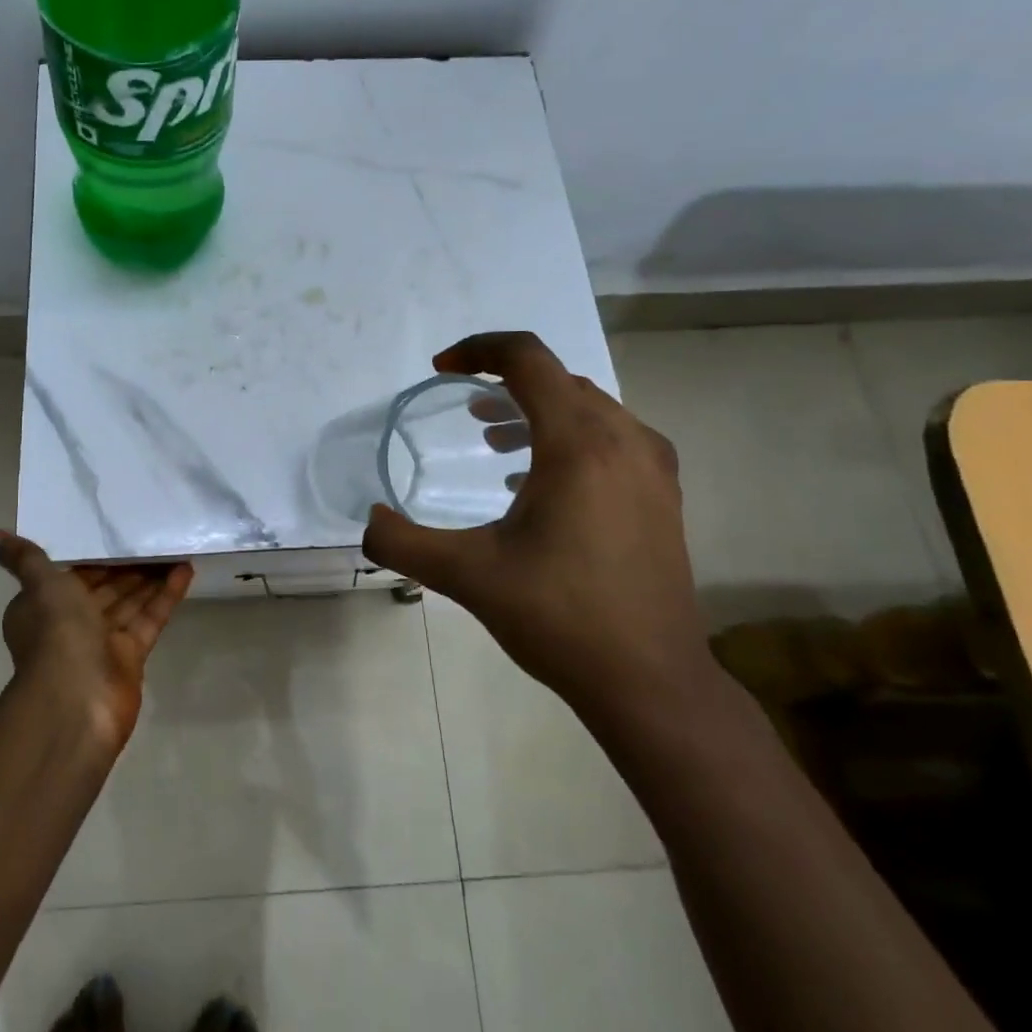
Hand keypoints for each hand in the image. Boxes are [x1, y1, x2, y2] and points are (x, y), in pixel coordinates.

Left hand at [0, 530, 192, 753]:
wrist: (76, 699)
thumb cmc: (56, 633)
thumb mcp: (40, 584)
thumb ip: (22, 557)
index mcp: (45, 605)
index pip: (73, 571)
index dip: (95, 552)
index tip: (118, 527)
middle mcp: (71, 622)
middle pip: (105, 585)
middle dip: (129, 562)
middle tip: (156, 532)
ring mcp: (103, 641)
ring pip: (130, 599)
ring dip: (151, 575)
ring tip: (176, 545)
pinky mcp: (130, 655)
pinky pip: (149, 618)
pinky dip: (165, 596)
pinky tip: (186, 570)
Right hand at [362, 331, 709, 717]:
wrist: (652, 682)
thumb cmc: (560, 618)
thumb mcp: (467, 576)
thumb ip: (403, 542)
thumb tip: (368, 520)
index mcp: (579, 443)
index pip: (528, 358)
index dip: (478, 349)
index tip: (441, 370)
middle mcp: (624, 440)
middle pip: (558, 380)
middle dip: (504, 382)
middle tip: (463, 408)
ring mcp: (653, 468)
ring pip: (588, 408)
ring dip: (537, 410)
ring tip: (494, 439)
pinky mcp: (663, 495)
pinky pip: (611, 438)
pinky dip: (568, 437)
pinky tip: (538, 482)